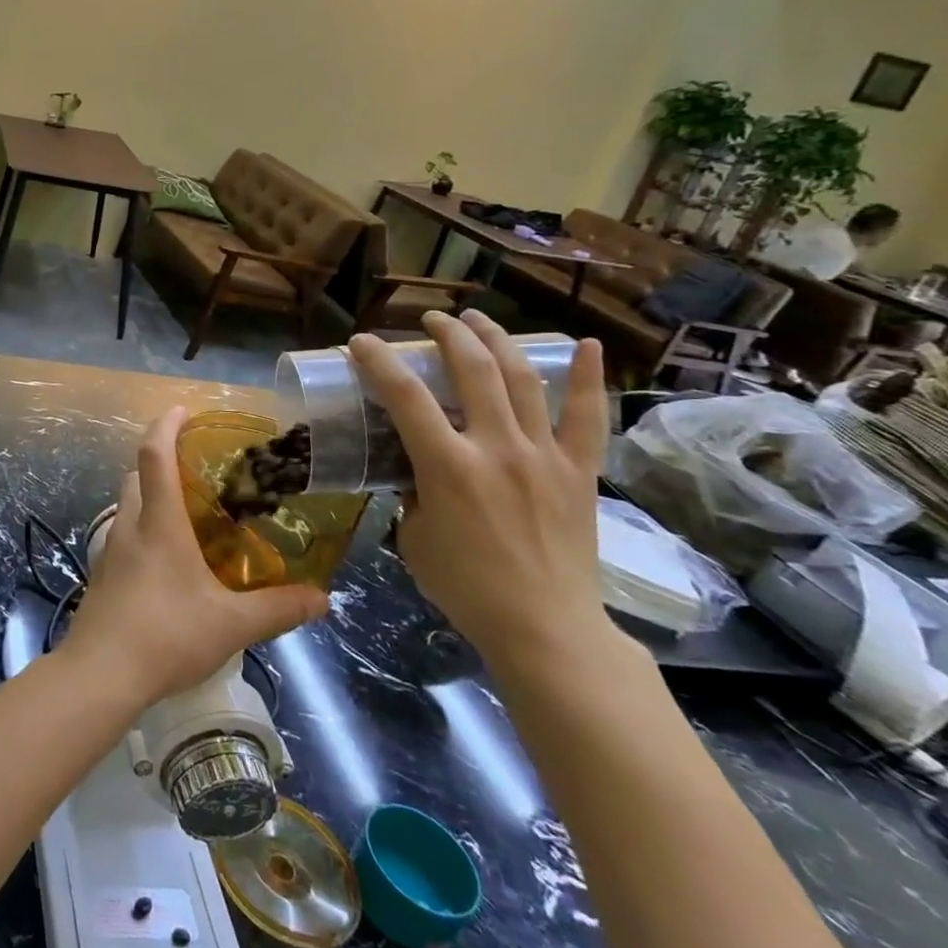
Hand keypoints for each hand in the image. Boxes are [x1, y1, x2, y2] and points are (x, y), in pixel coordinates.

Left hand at [62, 406, 327, 707]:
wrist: (101, 673)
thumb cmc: (167, 635)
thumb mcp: (232, 624)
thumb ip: (278, 608)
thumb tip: (322, 598)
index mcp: (159, 523)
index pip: (154, 455)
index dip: (165, 425)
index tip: (182, 409)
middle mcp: (130, 526)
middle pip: (136, 475)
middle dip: (160, 459)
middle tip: (195, 466)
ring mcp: (111, 551)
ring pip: (128, 505)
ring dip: (151, 494)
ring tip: (188, 511)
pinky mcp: (104, 575)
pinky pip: (125, 535)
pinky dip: (145, 527)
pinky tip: (169, 559)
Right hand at [347, 311, 617, 682]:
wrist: (545, 628)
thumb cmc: (466, 587)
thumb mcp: (414, 536)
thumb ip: (414, 494)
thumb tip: (420, 474)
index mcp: (447, 466)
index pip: (404, 396)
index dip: (378, 361)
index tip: (361, 342)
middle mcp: (496, 448)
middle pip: (472, 369)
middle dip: (447, 334)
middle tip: (431, 321)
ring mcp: (543, 456)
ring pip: (521, 379)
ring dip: (496, 340)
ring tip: (477, 319)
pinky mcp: (578, 471)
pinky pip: (587, 416)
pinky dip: (585, 377)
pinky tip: (583, 344)